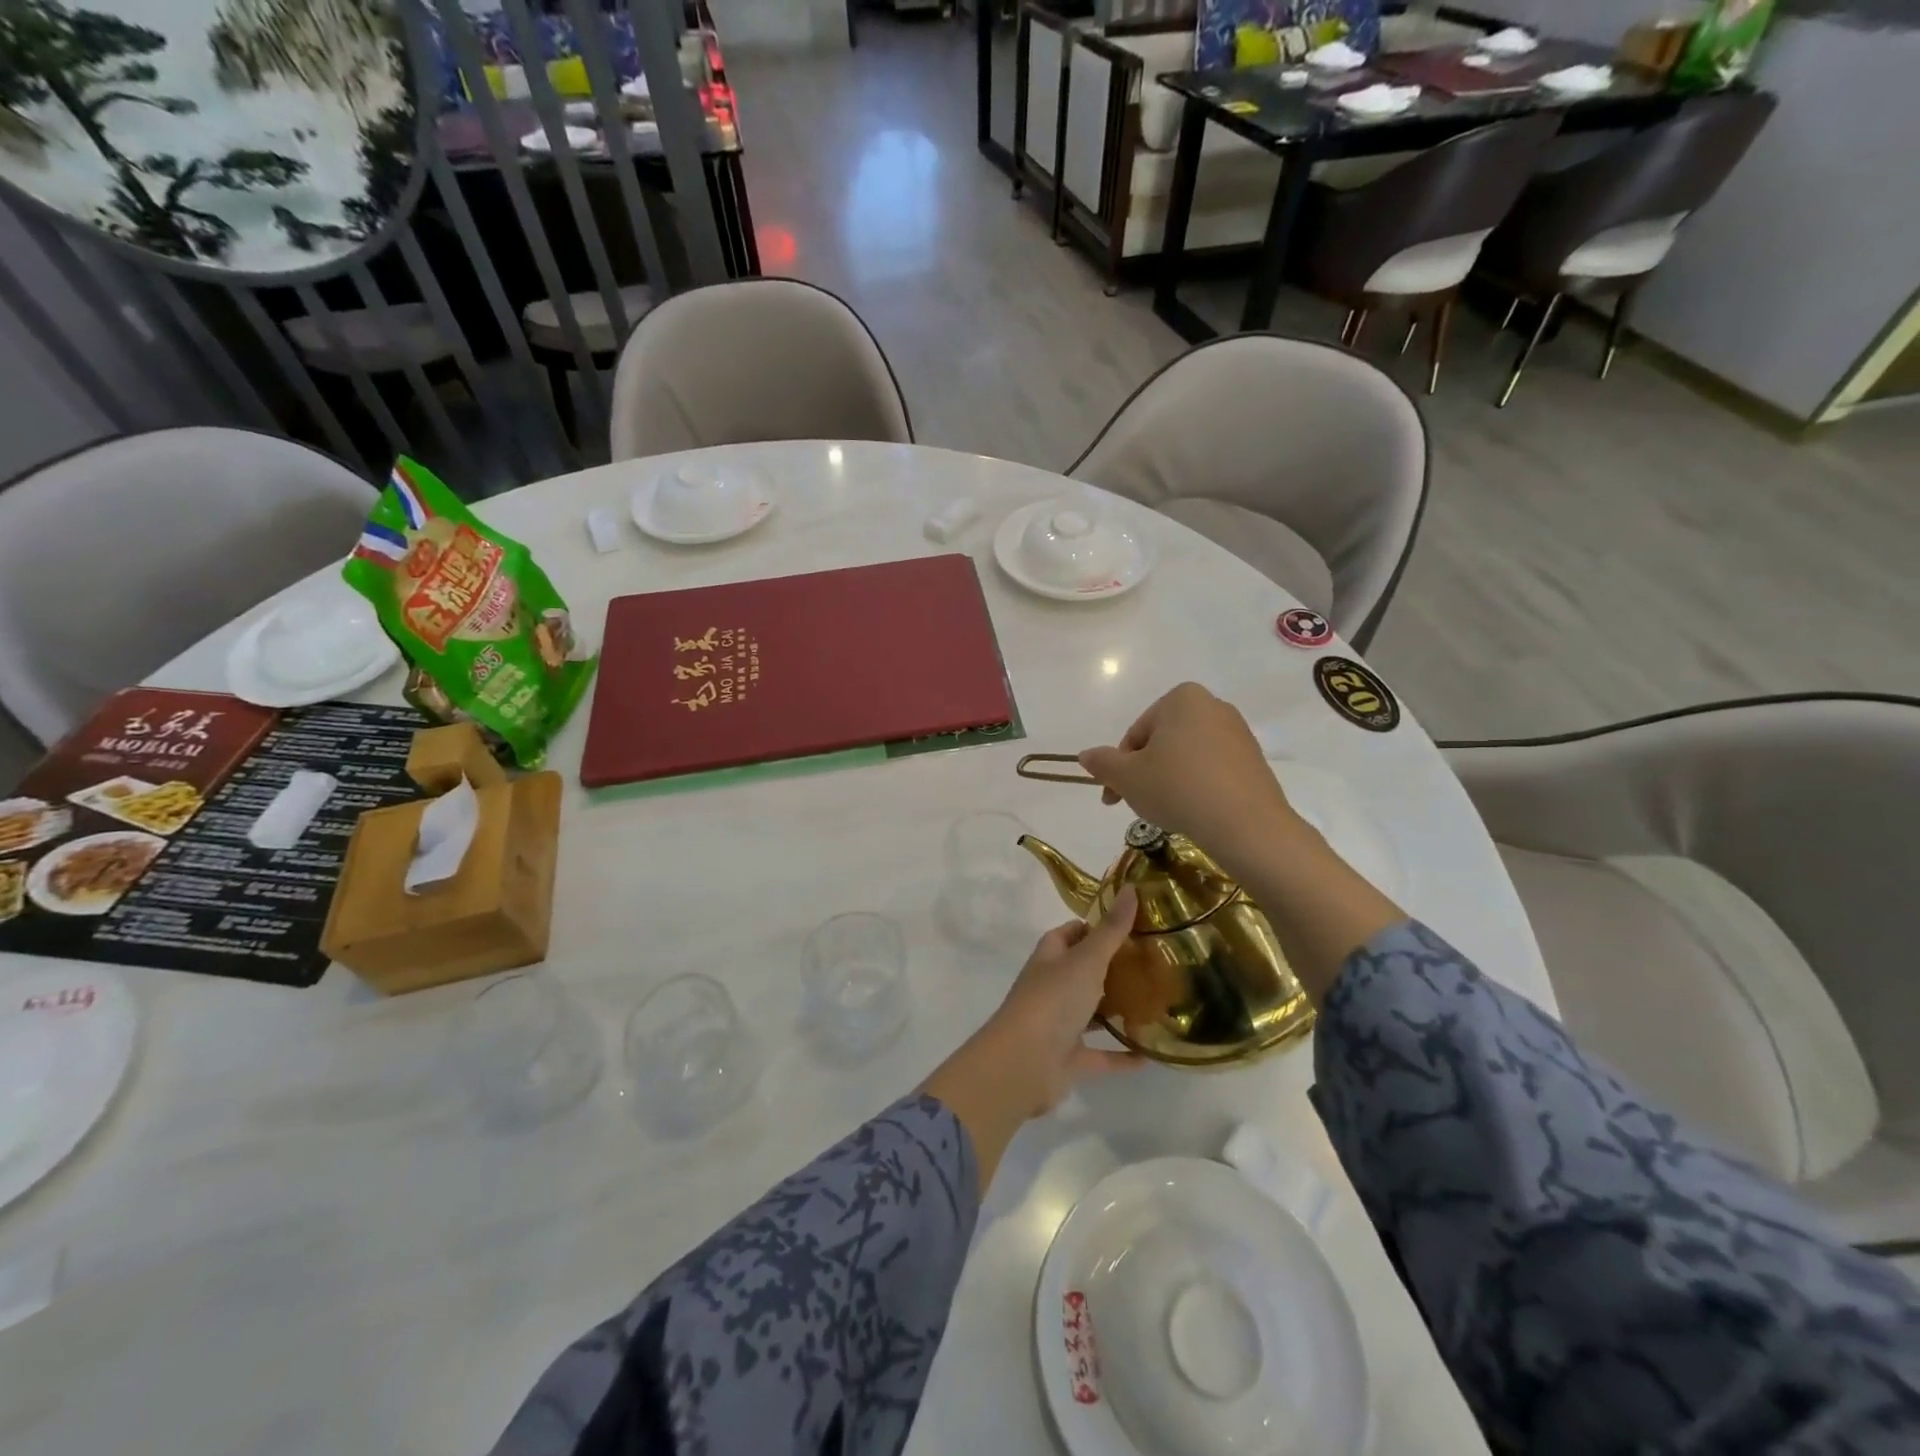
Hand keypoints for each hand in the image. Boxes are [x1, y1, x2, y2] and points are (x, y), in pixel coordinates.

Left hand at [921, 887, 1141, 1184]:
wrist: (1023, 1064)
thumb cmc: (1053, 1001)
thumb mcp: (1087, 959)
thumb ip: (1112, 930)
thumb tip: (1130, 888)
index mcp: (1050, 958)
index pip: (1071, 933)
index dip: (1095, 927)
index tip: (1131, 924)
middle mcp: (1053, 987)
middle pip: (1084, 971)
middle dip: (1114, 968)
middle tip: (1155, 962)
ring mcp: (1059, 1024)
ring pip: (1093, 1012)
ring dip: (1119, 1010)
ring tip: (1158, 1002)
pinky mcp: (1070, 1059)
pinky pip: (1102, 1055)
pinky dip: (1122, 1054)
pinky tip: (1151, 1054)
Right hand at [1077, 683, 1299, 872]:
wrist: (1245, 824)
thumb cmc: (1177, 788)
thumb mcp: (1127, 777)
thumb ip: (1103, 763)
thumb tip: (1085, 755)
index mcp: (1181, 698)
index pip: (1136, 733)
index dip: (1119, 768)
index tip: (1113, 798)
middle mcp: (1213, 706)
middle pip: (1162, 742)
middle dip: (1145, 772)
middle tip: (1138, 805)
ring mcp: (1238, 733)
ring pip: (1187, 757)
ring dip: (1169, 780)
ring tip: (1167, 812)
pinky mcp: (1254, 761)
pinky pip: (1212, 770)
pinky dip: (1196, 787)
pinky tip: (1194, 812)